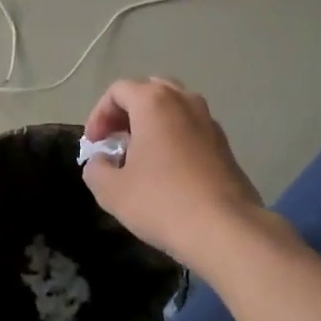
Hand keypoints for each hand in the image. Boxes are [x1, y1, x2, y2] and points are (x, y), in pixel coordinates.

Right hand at [81, 78, 265, 270]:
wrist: (226, 230)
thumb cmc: (161, 202)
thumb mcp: (111, 190)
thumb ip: (95, 168)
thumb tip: (100, 161)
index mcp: (154, 102)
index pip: (118, 90)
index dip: (99, 114)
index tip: (94, 144)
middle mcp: (185, 101)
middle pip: (149, 90)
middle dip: (127, 112)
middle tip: (116, 140)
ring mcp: (210, 121)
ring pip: (174, 108)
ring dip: (152, 123)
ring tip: (140, 155)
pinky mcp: (225, 145)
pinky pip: (191, 128)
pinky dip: (174, 137)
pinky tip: (167, 171)